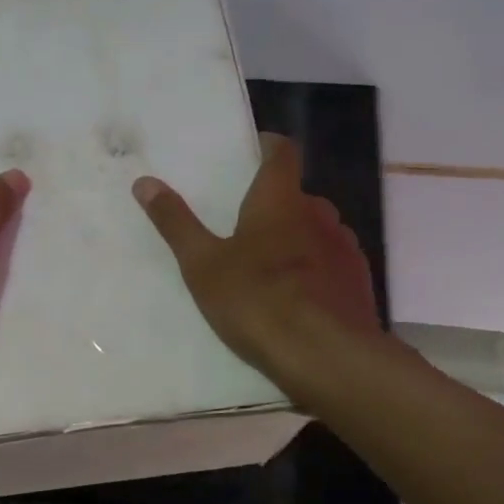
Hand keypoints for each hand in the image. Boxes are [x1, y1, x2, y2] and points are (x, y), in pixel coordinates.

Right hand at [132, 134, 379, 392]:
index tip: (253, 152)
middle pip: (298, 195)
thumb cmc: (257, 300)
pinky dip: (316, 268)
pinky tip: (301, 296)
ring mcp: (345, 247)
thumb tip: (144, 183)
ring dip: (299, 237)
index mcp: (280, 200)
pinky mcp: (359, 281)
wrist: (327, 356)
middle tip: (247, 225)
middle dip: (276, 204)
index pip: (282, 153)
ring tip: (272, 266)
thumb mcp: (203, 265)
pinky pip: (334, 262)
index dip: (268, 147)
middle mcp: (319, 214)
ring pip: (318, 229)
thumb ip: (175, 222)